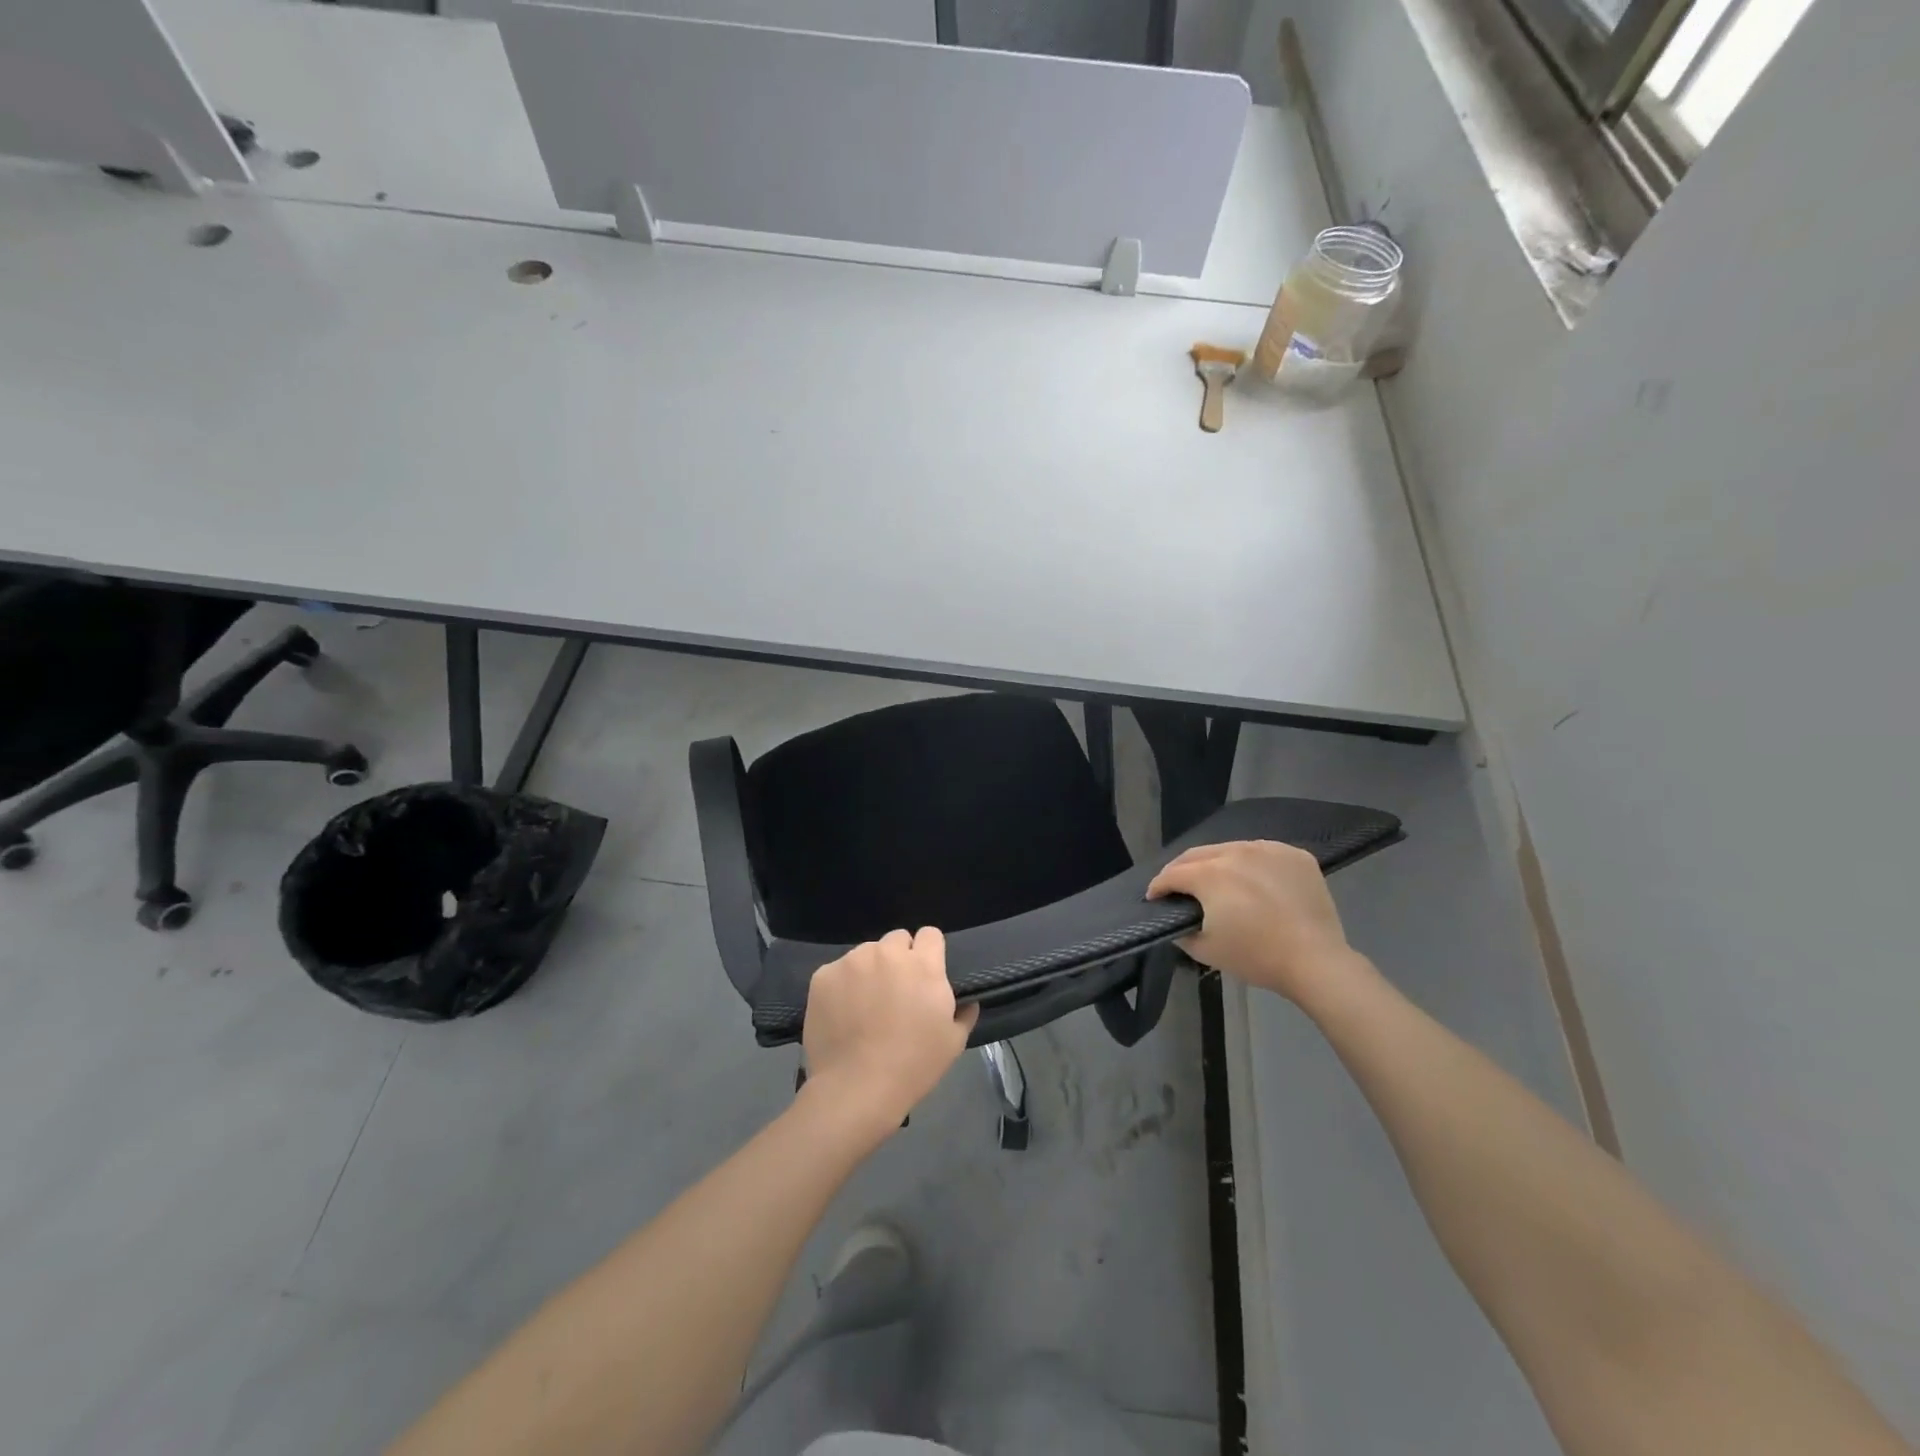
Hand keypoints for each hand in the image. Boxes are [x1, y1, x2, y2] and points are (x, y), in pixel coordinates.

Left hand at [800, 928, 978, 1135]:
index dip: (929, 952)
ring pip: (866, 954)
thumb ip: (963, 1014)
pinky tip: (842, 1013)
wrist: (855, 1089)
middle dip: (898, 958)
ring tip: (865, 1004)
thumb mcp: (952, 1044)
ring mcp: (853, 962)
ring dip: (870, 970)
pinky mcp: (824, 976)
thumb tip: (969, 1002)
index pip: (930, 934)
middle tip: (895, 991)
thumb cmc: (912, 1066)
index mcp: (923, 965)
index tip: (924, 974)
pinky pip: (838, 971)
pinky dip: (842, 986)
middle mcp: (887, 953)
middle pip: (896, 940)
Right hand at [1147, 840, 1360, 1003]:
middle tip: (1177, 886)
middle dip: (1182, 869)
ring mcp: (1268, 849)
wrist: (1316, 961)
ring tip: (1217, 880)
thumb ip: (1182, 932)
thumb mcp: (1206, 950)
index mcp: (1209, 874)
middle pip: (1198, 854)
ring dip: (1217, 863)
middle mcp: (1235, 851)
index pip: (1173, 874)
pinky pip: (1263, 853)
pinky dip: (1252, 863)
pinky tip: (1254, 881)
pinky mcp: (1295, 855)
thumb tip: (1179, 921)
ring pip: (1231, 849)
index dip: (1159, 886)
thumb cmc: (1256, 956)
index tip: (1154, 897)